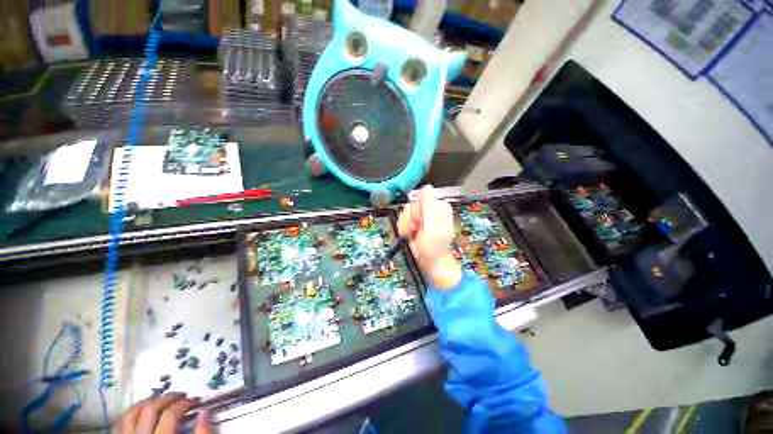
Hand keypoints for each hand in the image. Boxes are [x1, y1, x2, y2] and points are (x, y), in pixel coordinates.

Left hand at [117, 392, 211, 433]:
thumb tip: (204, 411)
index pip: (171, 414)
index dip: (186, 403)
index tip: (197, 401)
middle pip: (150, 410)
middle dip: (168, 398)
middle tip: (182, 396)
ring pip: (130, 414)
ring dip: (147, 402)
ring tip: (161, 400)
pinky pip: (119, 423)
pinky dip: (131, 413)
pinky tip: (141, 412)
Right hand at [398, 185, 461, 289]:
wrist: (428, 262)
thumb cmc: (433, 247)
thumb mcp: (432, 227)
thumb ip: (429, 206)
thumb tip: (427, 186)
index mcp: (439, 207)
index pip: (423, 198)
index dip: (419, 209)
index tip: (421, 221)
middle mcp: (430, 209)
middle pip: (412, 204)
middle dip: (411, 219)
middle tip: (417, 229)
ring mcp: (420, 216)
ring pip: (405, 211)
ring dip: (406, 225)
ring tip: (412, 234)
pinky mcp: (412, 222)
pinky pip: (402, 218)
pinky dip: (403, 228)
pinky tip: (408, 235)